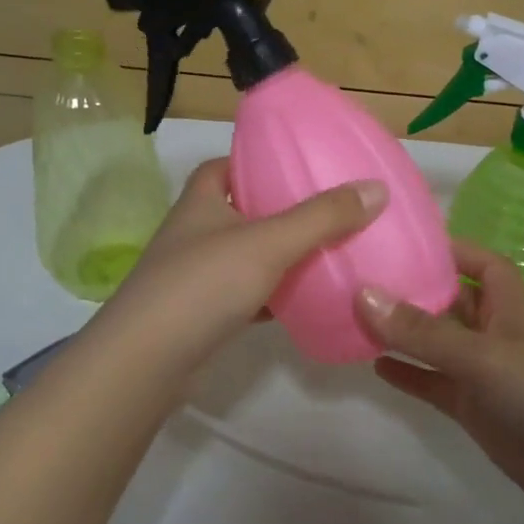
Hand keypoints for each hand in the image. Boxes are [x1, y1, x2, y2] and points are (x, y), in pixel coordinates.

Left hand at [95, 158, 386, 376]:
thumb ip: (322, 217)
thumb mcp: (268, 242)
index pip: (227, 165)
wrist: (147, 362)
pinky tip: (304, 301)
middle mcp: (194, 232)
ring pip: (246, 256)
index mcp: (201, 200)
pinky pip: (246, 294)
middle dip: (280, 211)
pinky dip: (273, 296)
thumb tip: (376, 188)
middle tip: (327, 211)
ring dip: (279, 256)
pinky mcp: (202, 314)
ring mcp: (195, 276)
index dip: (258, 161)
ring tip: (327, 252)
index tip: (298, 167)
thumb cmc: (203, 284)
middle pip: (242, 211)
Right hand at [357, 242, 523, 523]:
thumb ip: (423, 331)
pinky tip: (377, 368)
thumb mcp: (484, 357)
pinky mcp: (477, 411)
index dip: (453, 249)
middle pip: (452, 302)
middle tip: (362, 278)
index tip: (406, 242)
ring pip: (438, 345)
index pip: (483, 264)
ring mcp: (486, 375)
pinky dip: (410, 375)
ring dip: (404, 334)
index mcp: (511, 309)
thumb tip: (364, 294)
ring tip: (356, 318)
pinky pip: (435, 384)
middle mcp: (496, 335)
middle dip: (415, 290)